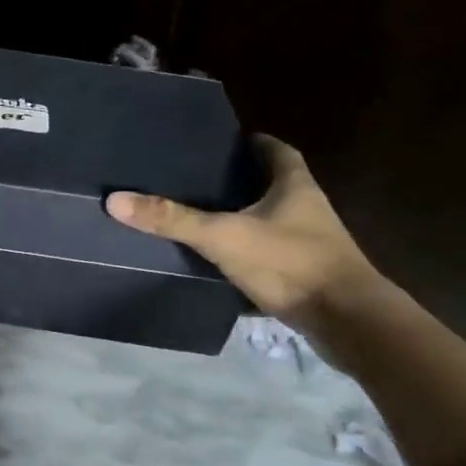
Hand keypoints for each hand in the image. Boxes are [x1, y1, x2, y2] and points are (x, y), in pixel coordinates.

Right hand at [105, 134, 383, 330]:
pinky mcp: (309, 274)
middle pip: (272, 183)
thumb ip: (173, 219)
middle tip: (199, 178)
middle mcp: (308, 208)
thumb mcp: (223, 237)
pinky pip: (273, 253)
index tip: (220, 142)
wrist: (348, 322)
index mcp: (294, 185)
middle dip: (240, 180)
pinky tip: (222, 260)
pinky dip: (250, 252)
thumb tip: (116, 199)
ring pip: (273, 220)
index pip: (275, 149)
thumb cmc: (290, 263)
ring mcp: (312, 243)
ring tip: (202, 216)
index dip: (250, 142)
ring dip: (245, 217)